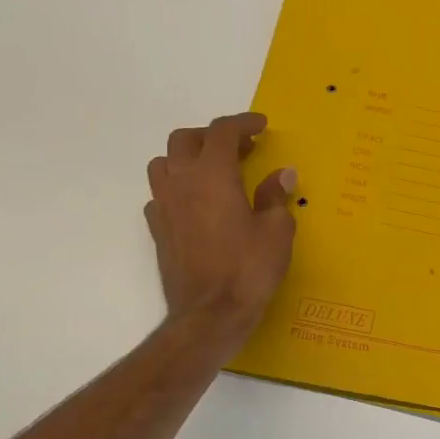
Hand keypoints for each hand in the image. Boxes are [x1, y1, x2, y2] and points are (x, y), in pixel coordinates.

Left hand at [145, 112, 296, 346]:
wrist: (210, 315)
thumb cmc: (248, 270)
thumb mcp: (276, 231)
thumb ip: (276, 197)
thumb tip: (281, 175)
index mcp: (213, 174)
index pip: (222, 131)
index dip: (243, 123)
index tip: (260, 126)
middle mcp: (181, 182)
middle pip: (186, 140)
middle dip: (212, 136)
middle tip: (239, 149)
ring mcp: (164, 206)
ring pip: (163, 163)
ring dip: (186, 158)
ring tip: (211, 172)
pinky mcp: (157, 230)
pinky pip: (160, 195)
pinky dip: (177, 189)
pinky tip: (195, 205)